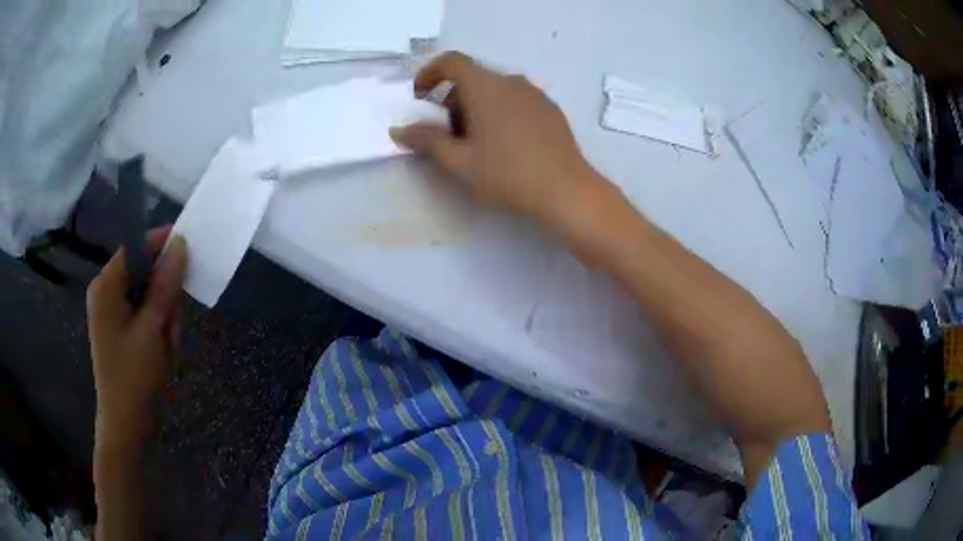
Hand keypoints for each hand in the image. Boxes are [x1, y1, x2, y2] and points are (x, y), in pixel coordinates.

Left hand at [87, 226, 186, 450]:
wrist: (127, 426)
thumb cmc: (135, 378)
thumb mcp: (153, 330)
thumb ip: (165, 286)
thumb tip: (180, 244)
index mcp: (106, 286)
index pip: (135, 246)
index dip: (160, 242)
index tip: (189, 246)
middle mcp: (106, 293)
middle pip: (142, 271)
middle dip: (163, 292)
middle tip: (174, 322)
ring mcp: (113, 313)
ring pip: (147, 294)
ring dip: (164, 313)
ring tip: (169, 344)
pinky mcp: (121, 330)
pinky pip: (145, 313)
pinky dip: (158, 326)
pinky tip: (164, 348)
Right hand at [391, 51, 599, 220]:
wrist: (566, 190)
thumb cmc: (507, 174)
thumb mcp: (459, 161)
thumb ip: (427, 140)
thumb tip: (399, 130)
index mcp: (485, 86)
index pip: (451, 62)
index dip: (429, 74)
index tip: (420, 98)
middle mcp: (511, 81)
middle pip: (472, 78)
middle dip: (451, 100)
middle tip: (447, 134)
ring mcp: (534, 94)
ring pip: (494, 90)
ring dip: (475, 107)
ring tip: (476, 143)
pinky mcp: (550, 109)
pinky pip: (515, 100)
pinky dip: (499, 111)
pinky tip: (505, 144)